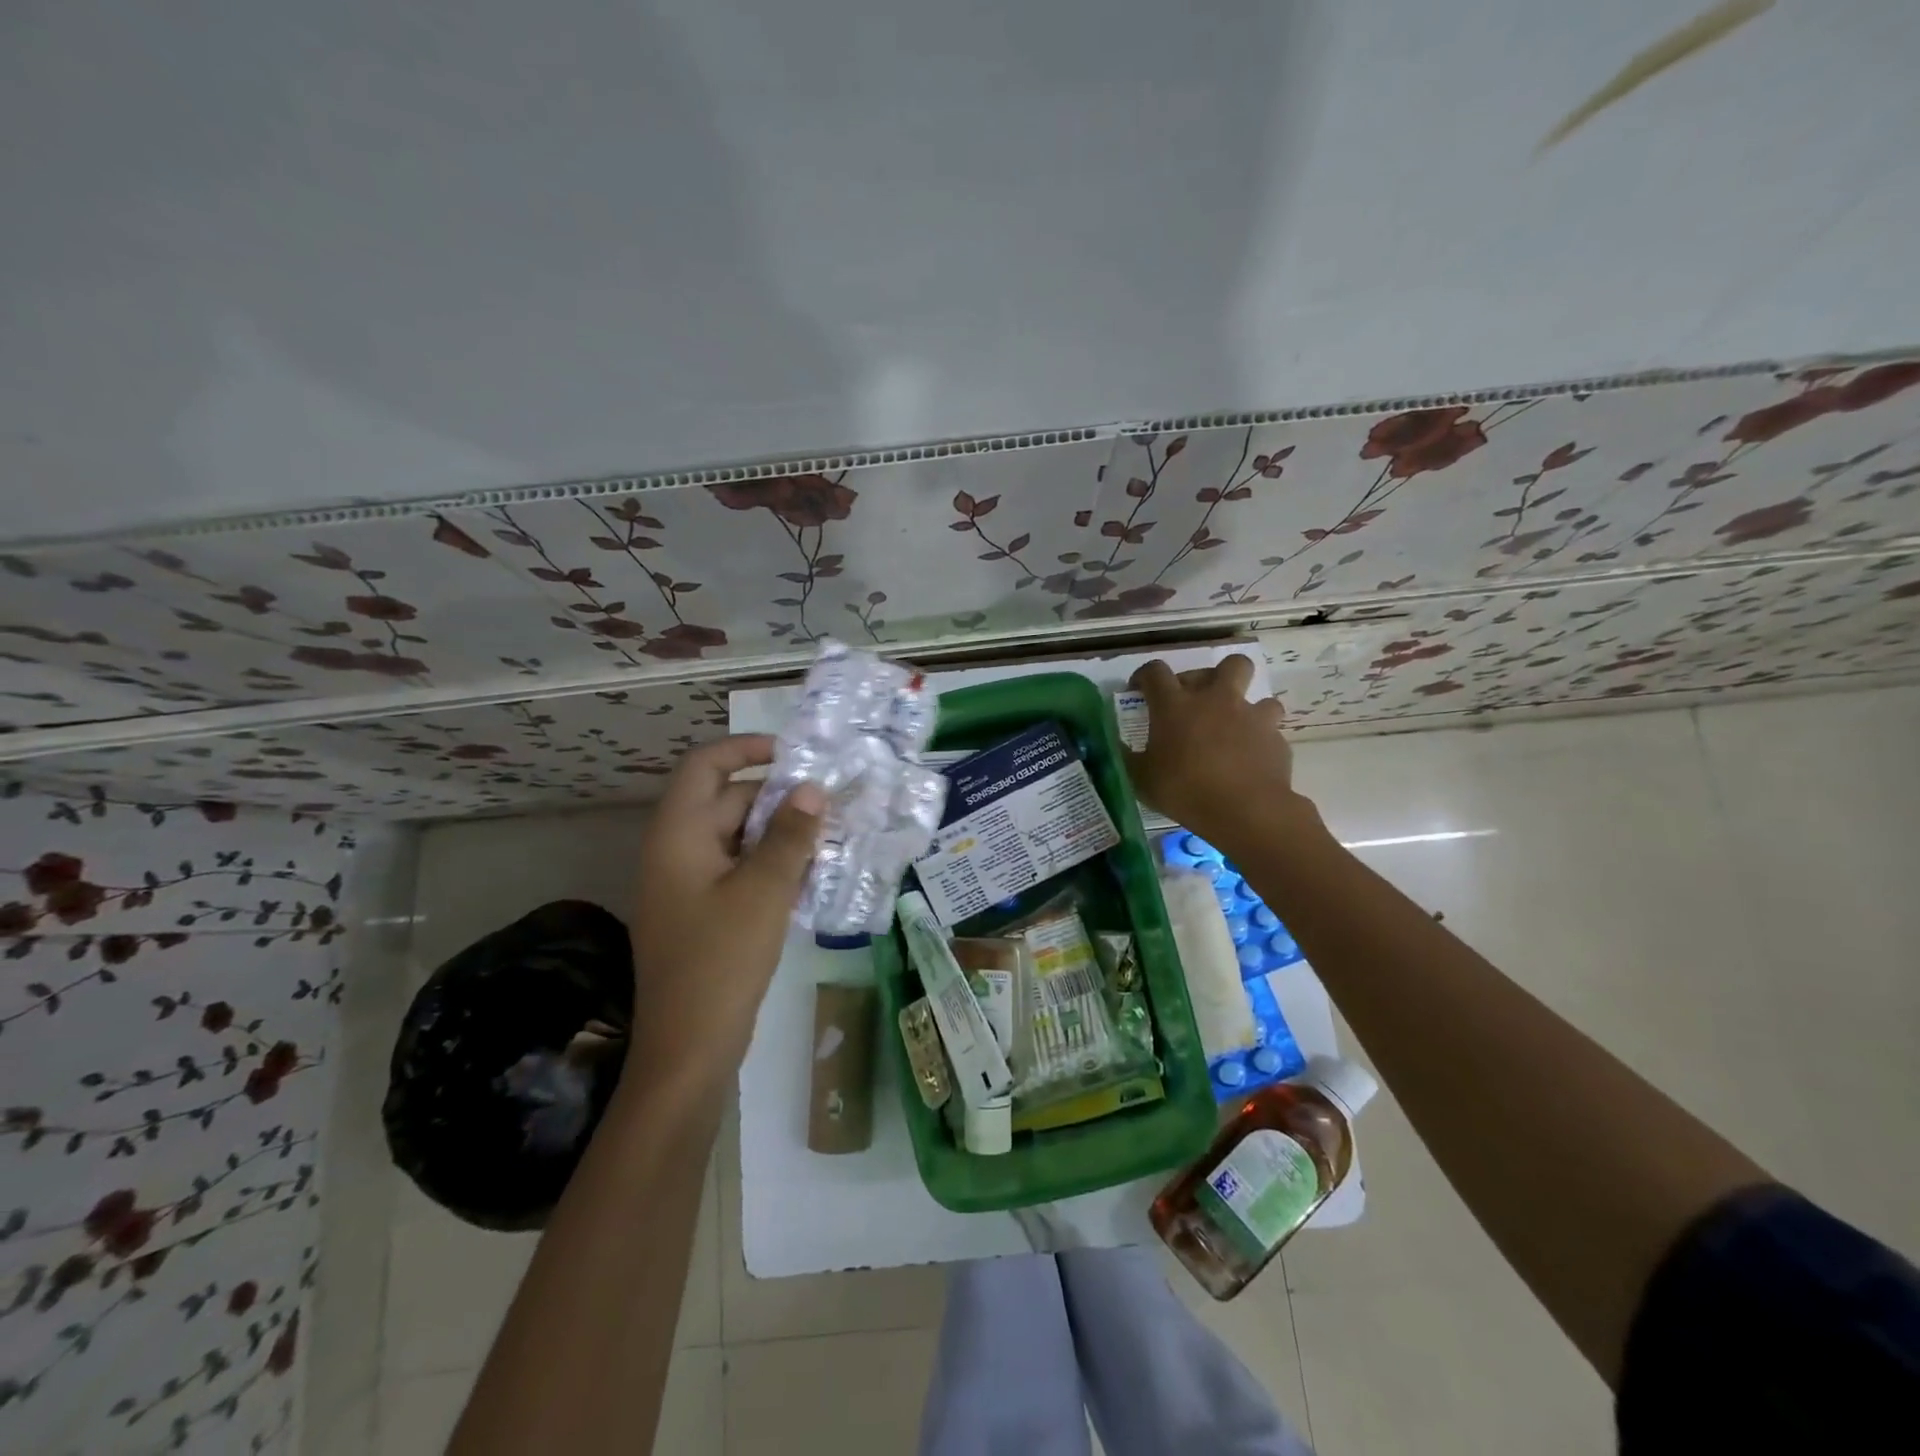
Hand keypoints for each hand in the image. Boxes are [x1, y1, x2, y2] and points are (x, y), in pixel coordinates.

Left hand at [629, 736, 824, 1086]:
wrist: (688, 1050)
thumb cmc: (721, 960)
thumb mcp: (763, 891)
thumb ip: (790, 836)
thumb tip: (811, 788)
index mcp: (678, 835)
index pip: (705, 765)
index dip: (746, 749)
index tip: (794, 755)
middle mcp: (678, 851)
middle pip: (727, 801)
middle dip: (778, 797)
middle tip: (830, 801)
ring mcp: (689, 885)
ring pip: (738, 838)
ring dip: (780, 833)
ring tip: (831, 835)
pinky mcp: (704, 913)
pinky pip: (740, 870)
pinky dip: (772, 864)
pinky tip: (812, 875)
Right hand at [1123, 655, 1304, 847]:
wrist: (1246, 811)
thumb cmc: (1184, 791)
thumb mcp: (1141, 779)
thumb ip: (1129, 757)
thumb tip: (1116, 745)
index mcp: (1176, 705)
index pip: (1155, 672)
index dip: (1145, 676)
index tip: (1140, 689)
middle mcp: (1216, 700)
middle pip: (1229, 664)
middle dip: (1218, 675)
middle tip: (1203, 699)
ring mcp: (1251, 717)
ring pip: (1261, 697)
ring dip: (1248, 709)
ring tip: (1236, 731)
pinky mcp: (1276, 740)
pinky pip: (1270, 732)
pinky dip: (1260, 741)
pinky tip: (1251, 761)